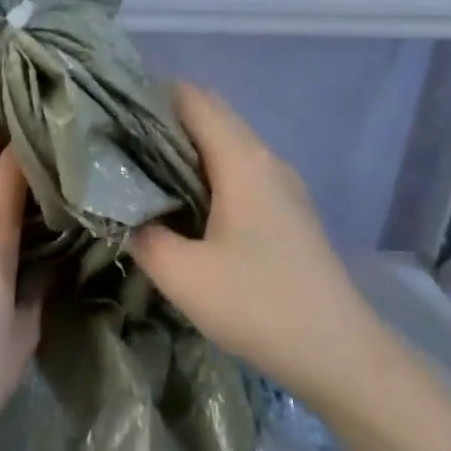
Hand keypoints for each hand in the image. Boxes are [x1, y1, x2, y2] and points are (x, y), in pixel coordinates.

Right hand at [129, 84, 381, 390]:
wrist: (340, 354)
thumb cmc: (258, 305)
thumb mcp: (182, 275)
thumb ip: (141, 235)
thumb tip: (123, 213)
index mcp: (242, 160)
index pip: (193, 98)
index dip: (149, 96)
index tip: (110, 115)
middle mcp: (266, 159)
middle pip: (210, 116)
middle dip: (162, 122)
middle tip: (116, 146)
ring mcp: (282, 185)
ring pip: (225, 146)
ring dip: (184, 151)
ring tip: (139, 174)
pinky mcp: (287, 211)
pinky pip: (238, 172)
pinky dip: (205, 174)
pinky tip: (181, 207)